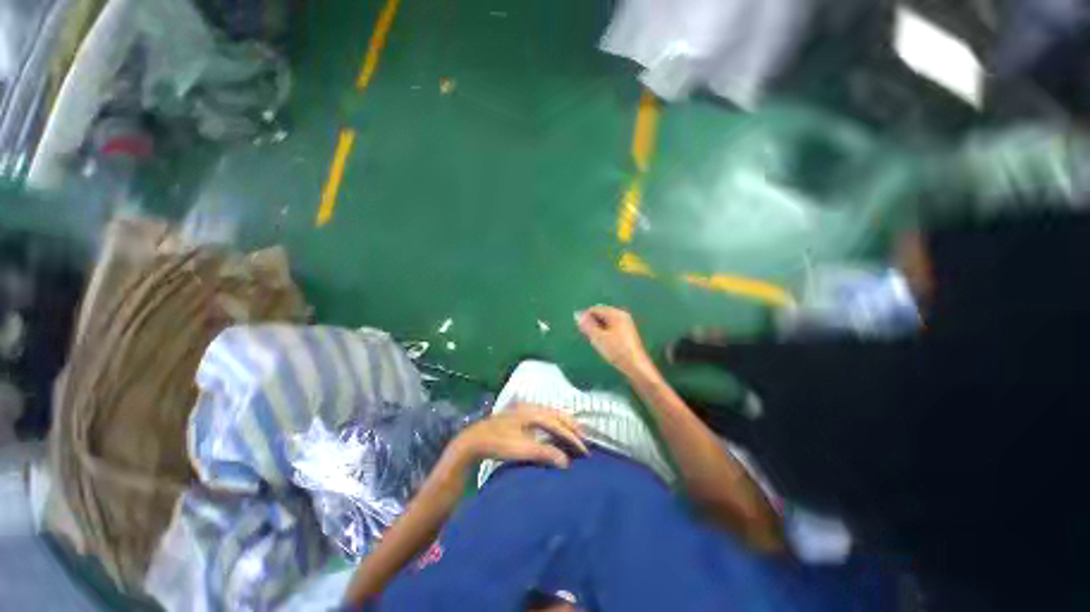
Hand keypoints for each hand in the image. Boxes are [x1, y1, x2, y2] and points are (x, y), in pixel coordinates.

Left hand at [453, 404, 588, 467]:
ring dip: (563, 423)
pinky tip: (555, 428)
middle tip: (585, 438)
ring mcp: (525, 409)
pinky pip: (544, 416)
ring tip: (575, 432)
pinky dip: (554, 422)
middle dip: (571, 426)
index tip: (585, 450)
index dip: (572, 437)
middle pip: (556, 414)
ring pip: (550, 413)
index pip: (558, 424)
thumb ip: (545, 453)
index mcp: (533, 412)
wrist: (474, 440)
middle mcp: (531, 407)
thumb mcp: (522, 450)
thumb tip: (566, 462)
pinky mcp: (520, 415)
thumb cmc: (498, 444)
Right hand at [577, 305, 653, 376]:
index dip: (586, 318)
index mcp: (616, 314)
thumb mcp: (598, 338)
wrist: (636, 367)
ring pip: (605, 322)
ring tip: (597, 342)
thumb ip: (587, 325)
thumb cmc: (617, 351)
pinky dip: (605, 334)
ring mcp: (626, 324)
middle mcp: (622, 315)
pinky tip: (605, 344)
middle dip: (592, 324)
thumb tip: (577, 314)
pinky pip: (611, 328)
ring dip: (598, 330)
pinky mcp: (627, 333)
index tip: (582, 331)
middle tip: (590, 337)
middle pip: (601, 314)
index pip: (595, 309)